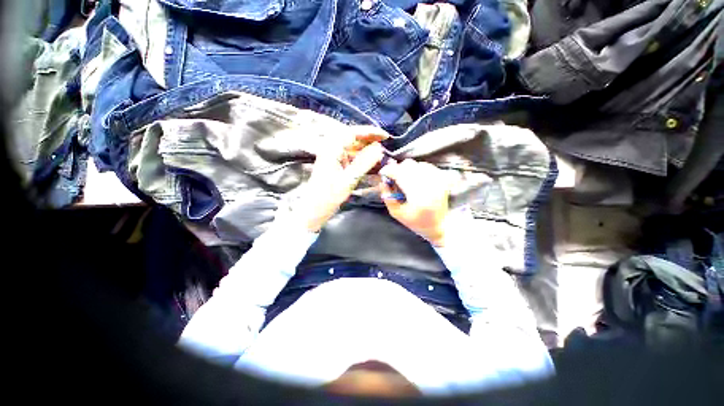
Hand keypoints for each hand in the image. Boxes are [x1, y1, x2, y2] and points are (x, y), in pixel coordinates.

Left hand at [295, 128, 386, 232]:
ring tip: (380, 151)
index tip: (385, 136)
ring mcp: (333, 156)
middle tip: (385, 141)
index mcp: (332, 149)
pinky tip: (371, 159)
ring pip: (352, 145)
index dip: (370, 131)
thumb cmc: (329, 195)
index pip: (353, 132)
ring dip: (366, 146)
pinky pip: (350, 155)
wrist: (314, 208)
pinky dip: (361, 156)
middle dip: (369, 138)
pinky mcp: (335, 163)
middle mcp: (331, 148)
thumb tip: (379, 149)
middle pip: (352, 136)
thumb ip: (364, 163)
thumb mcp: (349, 180)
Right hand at [379, 159, 450, 246]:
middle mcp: (430, 185)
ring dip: (407, 169)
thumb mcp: (396, 213)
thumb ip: (387, 196)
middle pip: (408, 165)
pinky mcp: (442, 178)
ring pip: (416, 164)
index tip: (383, 172)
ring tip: (404, 179)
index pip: (400, 174)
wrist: (439, 225)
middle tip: (393, 177)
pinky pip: (426, 166)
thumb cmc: (415, 222)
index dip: (389, 170)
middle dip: (397, 169)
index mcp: (418, 196)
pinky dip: (417, 169)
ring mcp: (438, 180)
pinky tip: (415, 178)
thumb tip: (382, 181)